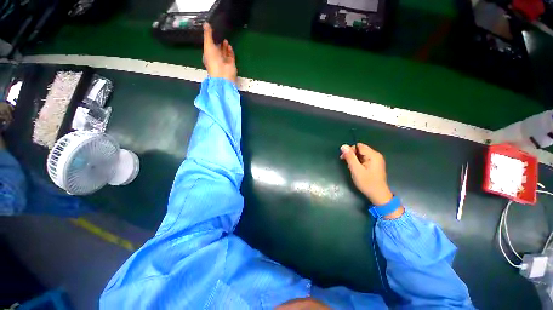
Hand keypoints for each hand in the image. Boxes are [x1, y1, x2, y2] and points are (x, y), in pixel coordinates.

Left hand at [203, 23, 236, 83]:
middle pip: (218, 50)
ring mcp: (224, 62)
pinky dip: (230, 51)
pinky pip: (231, 57)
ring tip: (225, 40)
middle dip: (219, 44)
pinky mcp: (231, 64)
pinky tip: (229, 46)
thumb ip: (208, 34)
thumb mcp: (208, 45)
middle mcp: (216, 59)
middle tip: (220, 37)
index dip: (211, 42)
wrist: (223, 74)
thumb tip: (206, 24)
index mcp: (209, 56)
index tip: (213, 35)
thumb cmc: (213, 61)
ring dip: (225, 47)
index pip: (210, 48)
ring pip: (225, 53)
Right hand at [340, 143, 392, 205]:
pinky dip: (358, 162)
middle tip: (346, 164)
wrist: (378, 195)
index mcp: (373, 155)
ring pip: (361, 154)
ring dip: (354, 159)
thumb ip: (350, 157)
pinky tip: (356, 169)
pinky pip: (364, 159)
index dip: (350, 150)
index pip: (358, 146)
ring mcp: (376, 160)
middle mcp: (376, 155)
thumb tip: (343, 146)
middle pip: (360, 149)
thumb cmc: (367, 182)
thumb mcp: (356, 169)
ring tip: (351, 168)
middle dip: (351, 155)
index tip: (343, 158)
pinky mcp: (374, 165)